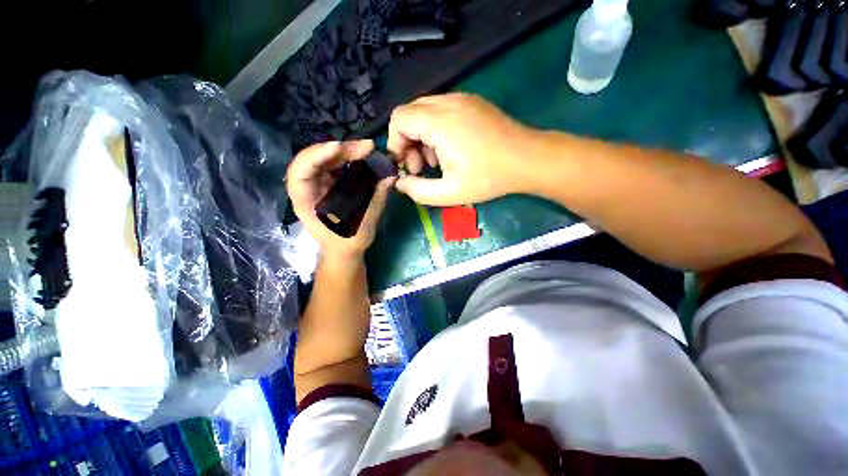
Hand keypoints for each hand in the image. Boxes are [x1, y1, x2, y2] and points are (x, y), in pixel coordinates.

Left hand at [287, 140, 394, 257]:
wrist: (343, 250)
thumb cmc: (347, 243)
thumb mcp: (363, 225)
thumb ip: (376, 199)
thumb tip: (391, 177)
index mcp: (305, 202)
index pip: (300, 172)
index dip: (316, 156)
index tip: (339, 148)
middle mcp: (308, 188)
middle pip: (315, 159)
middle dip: (340, 150)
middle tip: (367, 147)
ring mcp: (318, 184)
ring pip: (326, 159)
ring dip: (346, 151)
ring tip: (368, 149)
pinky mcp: (329, 183)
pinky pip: (335, 165)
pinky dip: (349, 158)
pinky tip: (363, 156)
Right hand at [388, 93, 537, 205]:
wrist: (527, 159)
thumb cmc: (489, 178)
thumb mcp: (450, 193)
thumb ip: (419, 190)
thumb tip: (400, 183)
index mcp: (440, 122)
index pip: (399, 119)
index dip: (395, 144)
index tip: (407, 166)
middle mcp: (448, 102)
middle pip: (409, 113)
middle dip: (407, 142)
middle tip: (421, 168)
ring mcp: (461, 99)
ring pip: (424, 111)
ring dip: (421, 137)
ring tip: (436, 162)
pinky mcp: (471, 102)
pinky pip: (440, 110)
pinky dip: (435, 130)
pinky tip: (449, 150)